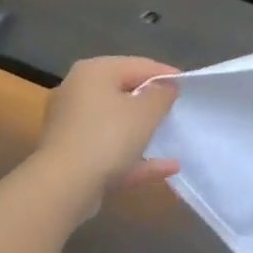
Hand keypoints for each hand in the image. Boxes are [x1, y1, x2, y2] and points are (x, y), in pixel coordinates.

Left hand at [36, 57, 180, 198]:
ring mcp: (70, 127)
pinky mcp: (70, 157)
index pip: (138, 65)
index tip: (188, 86)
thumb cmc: (108, 136)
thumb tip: (165, 88)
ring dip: (143, 132)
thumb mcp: (147, 110)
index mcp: (93, 72)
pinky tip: (166, 168)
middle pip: (122, 93)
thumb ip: (162, 94)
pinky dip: (134, 157)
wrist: (63, 187)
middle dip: (150, 103)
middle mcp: (76, 92)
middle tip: (176, 109)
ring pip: (115, 124)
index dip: (166, 74)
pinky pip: (109, 151)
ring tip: (170, 137)